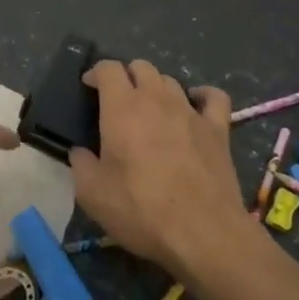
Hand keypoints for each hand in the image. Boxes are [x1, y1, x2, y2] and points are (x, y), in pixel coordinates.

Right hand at [68, 60, 244, 281]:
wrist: (202, 232)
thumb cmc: (141, 210)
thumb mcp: (92, 194)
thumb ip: (81, 165)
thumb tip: (80, 152)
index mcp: (122, 108)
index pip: (108, 68)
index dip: (96, 72)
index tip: (88, 87)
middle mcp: (156, 99)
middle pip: (141, 67)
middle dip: (127, 76)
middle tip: (118, 101)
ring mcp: (190, 111)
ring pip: (171, 81)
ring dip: (157, 88)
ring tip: (151, 109)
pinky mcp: (218, 128)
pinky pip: (213, 97)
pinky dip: (202, 96)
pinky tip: (195, 106)